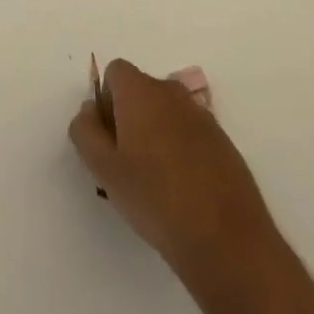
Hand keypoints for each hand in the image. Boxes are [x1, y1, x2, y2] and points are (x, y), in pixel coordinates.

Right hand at [69, 59, 276, 271]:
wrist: (227, 241)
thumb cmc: (156, 199)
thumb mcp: (104, 169)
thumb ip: (86, 131)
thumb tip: (89, 110)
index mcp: (141, 91)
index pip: (115, 72)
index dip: (106, 101)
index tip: (110, 139)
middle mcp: (172, 92)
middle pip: (141, 91)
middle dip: (130, 117)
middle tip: (128, 163)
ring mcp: (202, 116)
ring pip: (167, 113)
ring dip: (157, 134)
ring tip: (157, 182)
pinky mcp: (224, 142)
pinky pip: (191, 133)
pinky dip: (182, 150)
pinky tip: (185, 190)